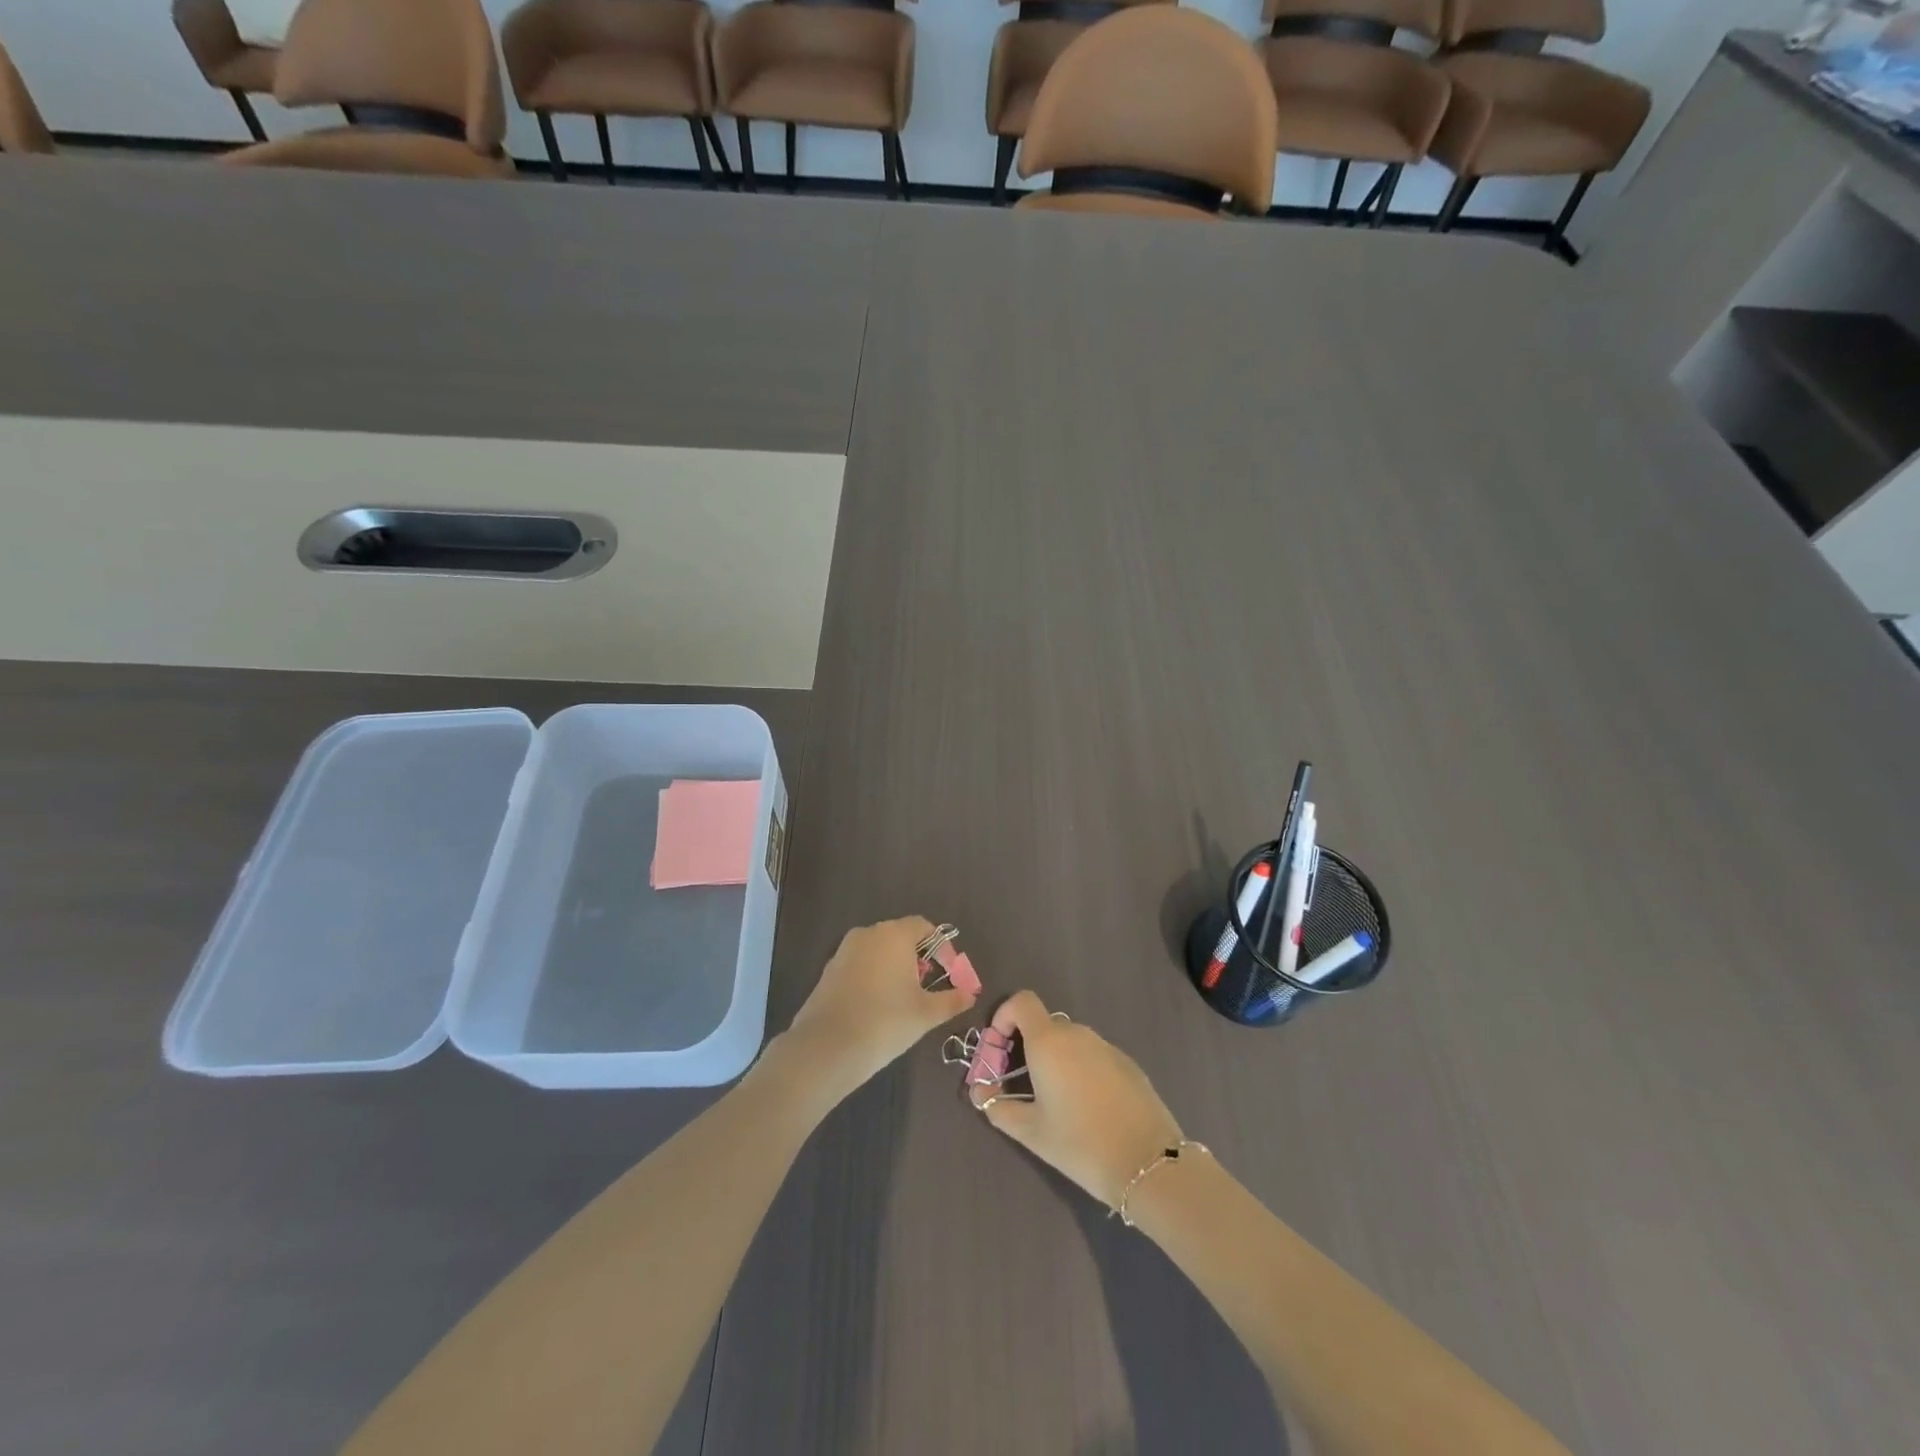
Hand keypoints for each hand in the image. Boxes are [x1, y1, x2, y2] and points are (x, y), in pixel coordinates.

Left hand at [784, 917, 977, 1101]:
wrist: (827, 1047)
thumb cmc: (886, 1022)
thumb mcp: (926, 1013)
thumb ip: (952, 1000)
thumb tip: (970, 994)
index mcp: (894, 934)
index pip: (924, 927)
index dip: (942, 948)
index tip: (950, 973)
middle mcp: (868, 933)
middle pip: (900, 936)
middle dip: (918, 957)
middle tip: (928, 987)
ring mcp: (844, 950)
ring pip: (878, 951)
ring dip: (895, 967)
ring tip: (904, 999)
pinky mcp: (829, 970)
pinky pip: (860, 964)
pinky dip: (874, 977)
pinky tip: (877, 1006)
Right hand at [975, 991, 1183, 1209]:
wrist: (1147, 1162)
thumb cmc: (1079, 1143)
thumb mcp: (1031, 1132)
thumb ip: (999, 1108)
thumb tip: (980, 1094)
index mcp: (1049, 1042)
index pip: (1022, 1002)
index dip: (1004, 1017)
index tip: (999, 1049)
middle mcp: (1077, 1034)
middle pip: (1044, 1025)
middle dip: (1026, 1046)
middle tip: (1021, 1085)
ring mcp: (1106, 1046)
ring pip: (1070, 1042)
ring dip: (1054, 1060)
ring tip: (1054, 1102)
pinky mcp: (1127, 1063)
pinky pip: (1093, 1056)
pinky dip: (1080, 1070)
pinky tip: (1088, 1108)